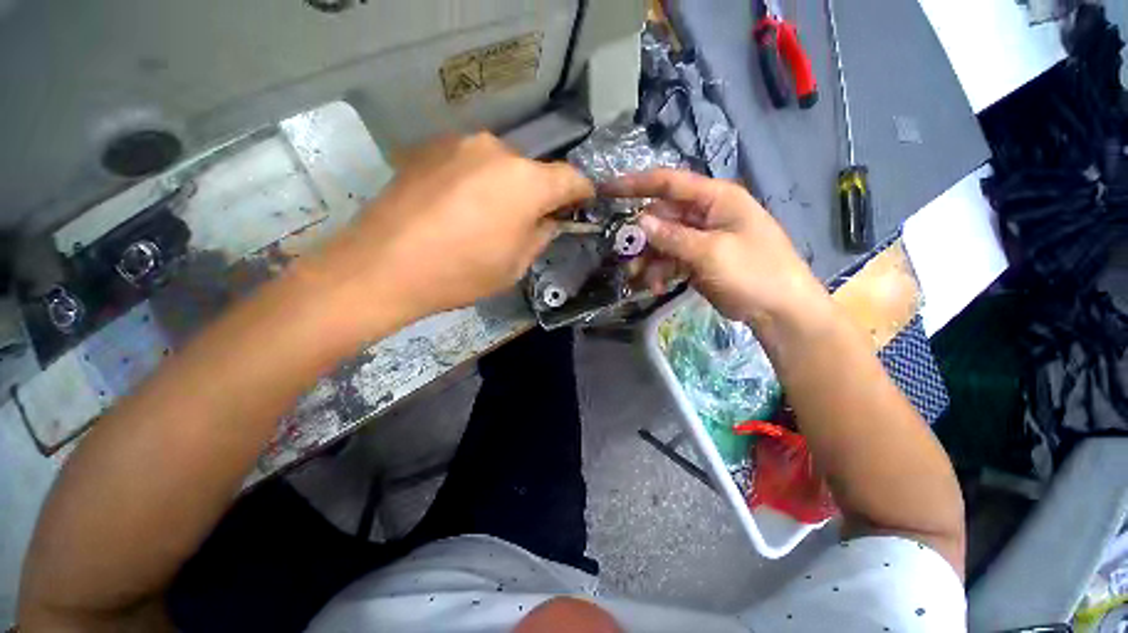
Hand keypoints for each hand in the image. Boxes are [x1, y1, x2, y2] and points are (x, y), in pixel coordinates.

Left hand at [316, 133, 593, 327]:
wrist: (382, 266)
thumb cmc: (460, 272)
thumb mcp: (515, 265)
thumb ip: (541, 235)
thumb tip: (549, 220)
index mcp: (526, 182)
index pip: (572, 178)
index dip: (582, 192)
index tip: (582, 206)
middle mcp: (497, 150)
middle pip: (533, 171)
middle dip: (538, 195)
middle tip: (527, 222)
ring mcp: (459, 144)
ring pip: (500, 165)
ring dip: (505, 187)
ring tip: (486, 218)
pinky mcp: (429, 147)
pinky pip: (469, 163)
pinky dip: (475, 181)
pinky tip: (456, 209)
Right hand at [606, 169, 830, 329]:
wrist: (778, 309)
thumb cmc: (754, 272)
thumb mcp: (711, 252)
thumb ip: (673, 236)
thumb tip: (640, 221)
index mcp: (715, 198)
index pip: (669, 183)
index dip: (635, 184)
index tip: (605, 189)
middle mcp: (704, 214)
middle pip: (661, 216)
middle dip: (641, 237)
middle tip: (625, 256)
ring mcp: (700, 238)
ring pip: (661, 241)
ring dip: (648, 259)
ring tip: (638, 279)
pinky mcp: (696, 259)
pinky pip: (669, 259)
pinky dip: (659, 272)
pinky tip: (656, 287)